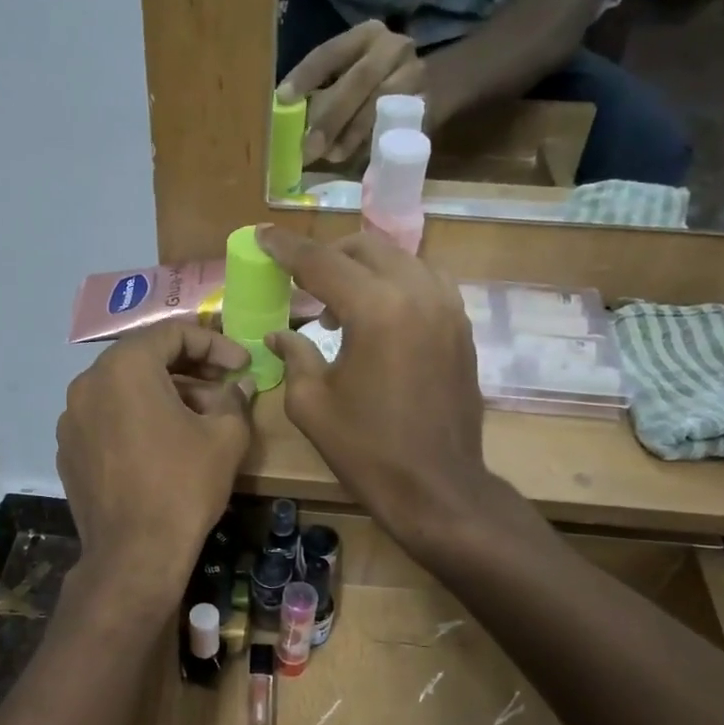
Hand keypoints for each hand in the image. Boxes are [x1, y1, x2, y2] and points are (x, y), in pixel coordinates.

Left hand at [56, 324, 253, 609]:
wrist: (134, 555)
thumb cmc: (183, 486)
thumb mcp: (225, 437)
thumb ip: (235, 399)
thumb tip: (240, 385)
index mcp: (124, 367)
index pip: (173, 333)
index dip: (215, 343)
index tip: (242, 365)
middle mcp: (88, 383)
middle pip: (145, 359)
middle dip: (190, 369)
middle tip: (225, 388)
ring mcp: (72, 419)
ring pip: (125, 390)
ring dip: (165, 395)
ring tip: (200, 419)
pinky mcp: (69, 451)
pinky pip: (108, 420)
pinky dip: (138, 420)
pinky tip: (164, 446)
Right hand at [256, 226, 493, 546]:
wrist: (437, 487)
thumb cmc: (367, 450)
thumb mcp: (312, 405)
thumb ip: (294, 356)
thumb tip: (279, 334)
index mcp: (376, 309)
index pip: (322, 262)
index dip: (286, 248)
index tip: (262, 237)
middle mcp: (417, 293)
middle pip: (366, 248)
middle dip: (328, 256)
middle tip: (300, 282)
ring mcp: (447, 308)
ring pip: (400, 259)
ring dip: (364, 269)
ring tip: (338, 304)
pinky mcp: (461, 328)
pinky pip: (425, 283)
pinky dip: (395, 286)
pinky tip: (377, 317)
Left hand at [280, 19, 424, 165]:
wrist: (427, 87)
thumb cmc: (370, 85)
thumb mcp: (344, 77)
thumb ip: (319, 93)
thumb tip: (287, 116)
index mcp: (365, 35)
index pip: (329, 53)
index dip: (305, 77)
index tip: (283, 100)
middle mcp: (393, 48)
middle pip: (359, 80)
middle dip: (331, 116)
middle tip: (309, 147)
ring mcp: (414, 75)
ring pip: (380, 104)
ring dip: (352, 134)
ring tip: (331, 155)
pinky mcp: (427, 104)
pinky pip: (396, 125)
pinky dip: (372, 143)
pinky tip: (355, 156)